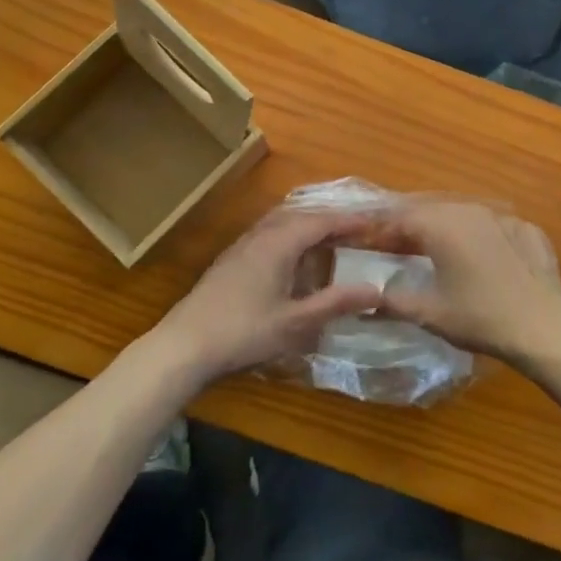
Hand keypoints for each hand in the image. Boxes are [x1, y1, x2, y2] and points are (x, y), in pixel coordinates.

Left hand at [151, 210, 382, 383]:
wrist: (184, 346)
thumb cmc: (244, 332)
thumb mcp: (296, 322)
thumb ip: (336, 303)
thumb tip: (376, 289)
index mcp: (279, 243)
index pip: (321, 221)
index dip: (349, 220)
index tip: (374, 222)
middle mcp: (260, 235)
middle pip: (301, 215)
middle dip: (330, 219)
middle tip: (356, 229)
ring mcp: (241, 246)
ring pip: (281, 222)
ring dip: (307, 225)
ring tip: (329, 238)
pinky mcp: (230, 260)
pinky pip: (268, 233)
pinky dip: (290, 235)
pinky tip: (293, 258)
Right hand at [373, 201, 560, 365]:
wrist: (543, 326)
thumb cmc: (479, 317)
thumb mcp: (429, 313)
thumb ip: (394, 299)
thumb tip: (370, 297)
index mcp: (441, 224)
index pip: (400, 218)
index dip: (381, 230)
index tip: (367, 243)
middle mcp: (470, 210)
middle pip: (431, 211)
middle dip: (411, 227)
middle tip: (396, 246)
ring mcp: (503, 217)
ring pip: (464, 215)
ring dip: (445, 229)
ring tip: (435, 249)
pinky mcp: (528, 230)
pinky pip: (493, 227)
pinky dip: (479, 237)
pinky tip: (480, 257)